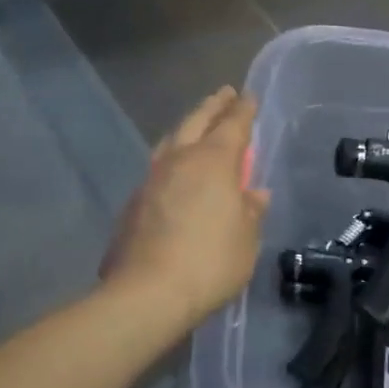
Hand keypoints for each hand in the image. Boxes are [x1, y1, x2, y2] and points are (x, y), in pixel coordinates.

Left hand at [102, 88, 269, 327]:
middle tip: (223, 94)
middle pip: (196, 121)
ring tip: (197, 125)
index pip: (233, 125)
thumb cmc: (210, 262)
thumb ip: (250, 211)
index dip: (243, 109)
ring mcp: (151, 179)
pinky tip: (176, 171)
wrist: (147, 293)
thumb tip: (254, 194)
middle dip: (212, 106)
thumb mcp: (246, 239)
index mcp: (213, 161)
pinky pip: (158, 167)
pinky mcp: (134, 202)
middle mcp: (179, 160)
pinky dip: (172, 159)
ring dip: (187, 128)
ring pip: (171, 140)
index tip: (248, 96)